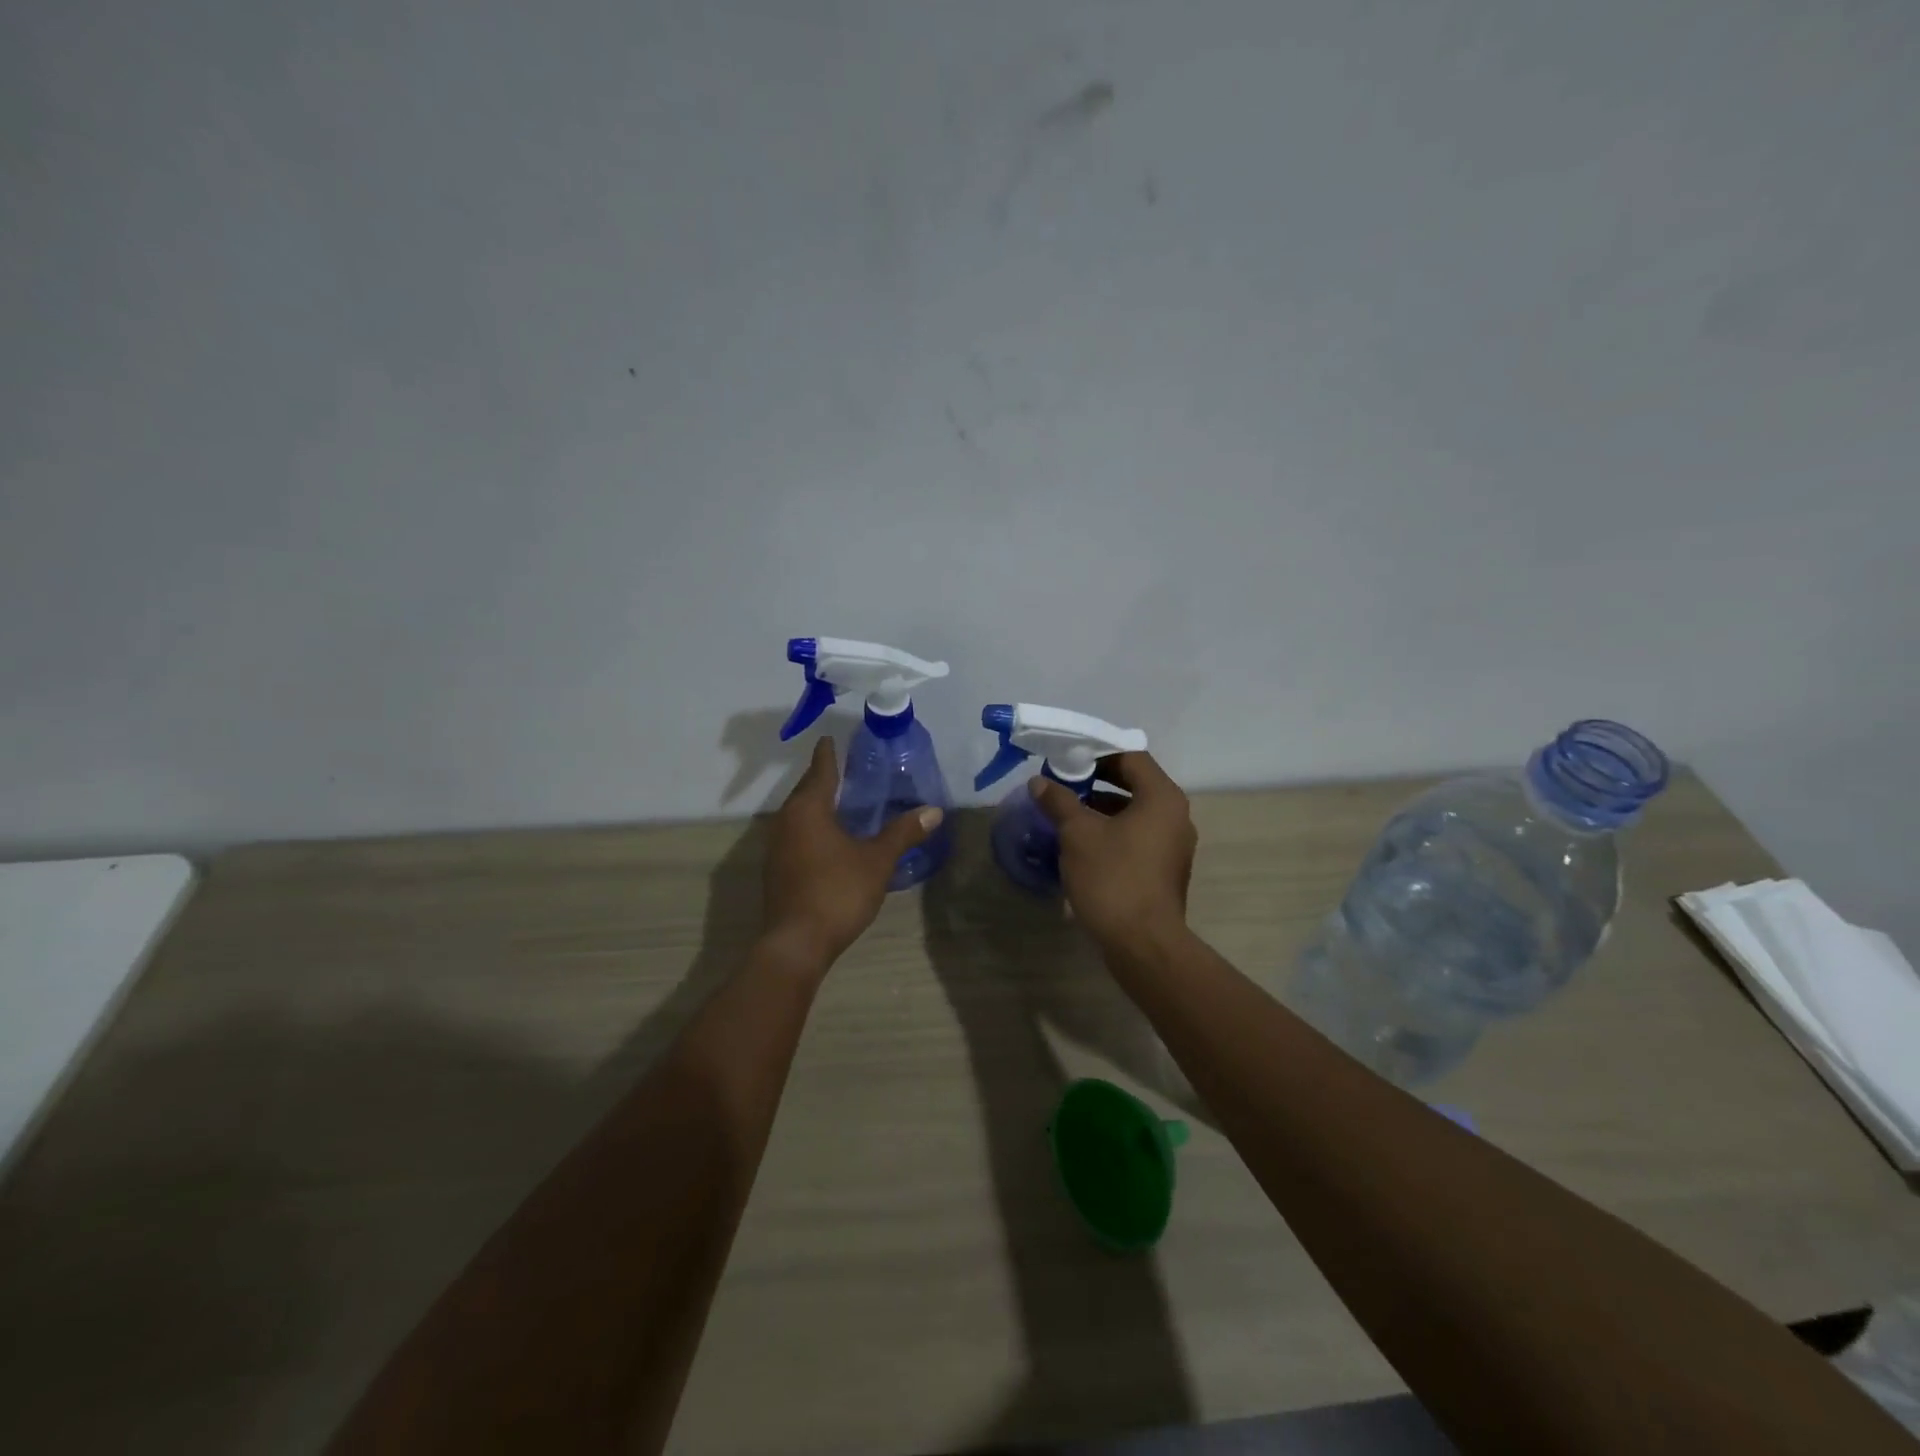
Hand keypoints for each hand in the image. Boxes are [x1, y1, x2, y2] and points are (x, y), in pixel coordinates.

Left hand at [761, 737, 944, 967]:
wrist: (796, 942)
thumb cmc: (837, 892)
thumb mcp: (877, 861)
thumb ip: (903, 833)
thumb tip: (934, 811)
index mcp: (808, 809)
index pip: (821, 770)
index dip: (828, 754)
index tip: (830, 739)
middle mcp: (786, 820)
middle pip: (806, 790)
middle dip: (824, 778)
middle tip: (846, 769)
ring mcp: (777, 846)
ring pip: (799, 814)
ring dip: (817, 805)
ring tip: (841, 801)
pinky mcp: (776, 869)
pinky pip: (796, 834)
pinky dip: (812, 827)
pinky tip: (829, 837)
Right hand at [1031, 752, 1196, 951]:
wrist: (1143, 944)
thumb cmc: (1113, 878)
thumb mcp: (1078, 834)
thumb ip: (1059, 802)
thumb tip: (1039, 783)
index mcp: (1162, 798)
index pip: (1131, 757)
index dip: (1097, 753)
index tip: (1066, 759)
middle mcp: (1175, 816)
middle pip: (1134, 784)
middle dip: (1095, 781)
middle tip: (1061, 783)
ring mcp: (1173, 846)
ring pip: (1133, 813)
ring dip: (1100, 809)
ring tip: (1065, 813)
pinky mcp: (1164, 870)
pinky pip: (1136, 837)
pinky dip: (1111, 833)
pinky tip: (1080, 844)